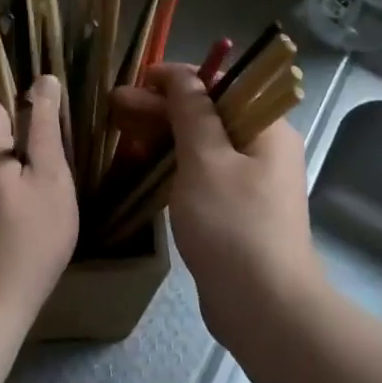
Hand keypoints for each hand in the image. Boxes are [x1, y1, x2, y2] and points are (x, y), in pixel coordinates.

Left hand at [0, 74, 77, 320]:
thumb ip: (44, 123)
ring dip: (13, 136)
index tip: (51, 63)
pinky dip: (1, 163)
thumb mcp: (49, 179)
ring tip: (52, 148)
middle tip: (63, 113)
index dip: (18, 64)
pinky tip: (25, 186)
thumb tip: (44, 79)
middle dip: (20, 102)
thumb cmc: (22, 243)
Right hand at [120, 64, 322, 345]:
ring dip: (162, 134)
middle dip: (161, 107)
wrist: (264, 306)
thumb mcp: (206, 160)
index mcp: (267, 127)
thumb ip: (192, 112)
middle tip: (114, 104)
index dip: (179, 78)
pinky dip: (173, 164)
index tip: (139, 79)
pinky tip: (141, 164)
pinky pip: (202, 173)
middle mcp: (264, 148)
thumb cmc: (233, 225)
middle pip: (209, 114)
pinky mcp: (236, 210)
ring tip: (119, 129)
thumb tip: (183, 77)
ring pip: (202, 145)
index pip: (222, 84)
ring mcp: (251, 181)